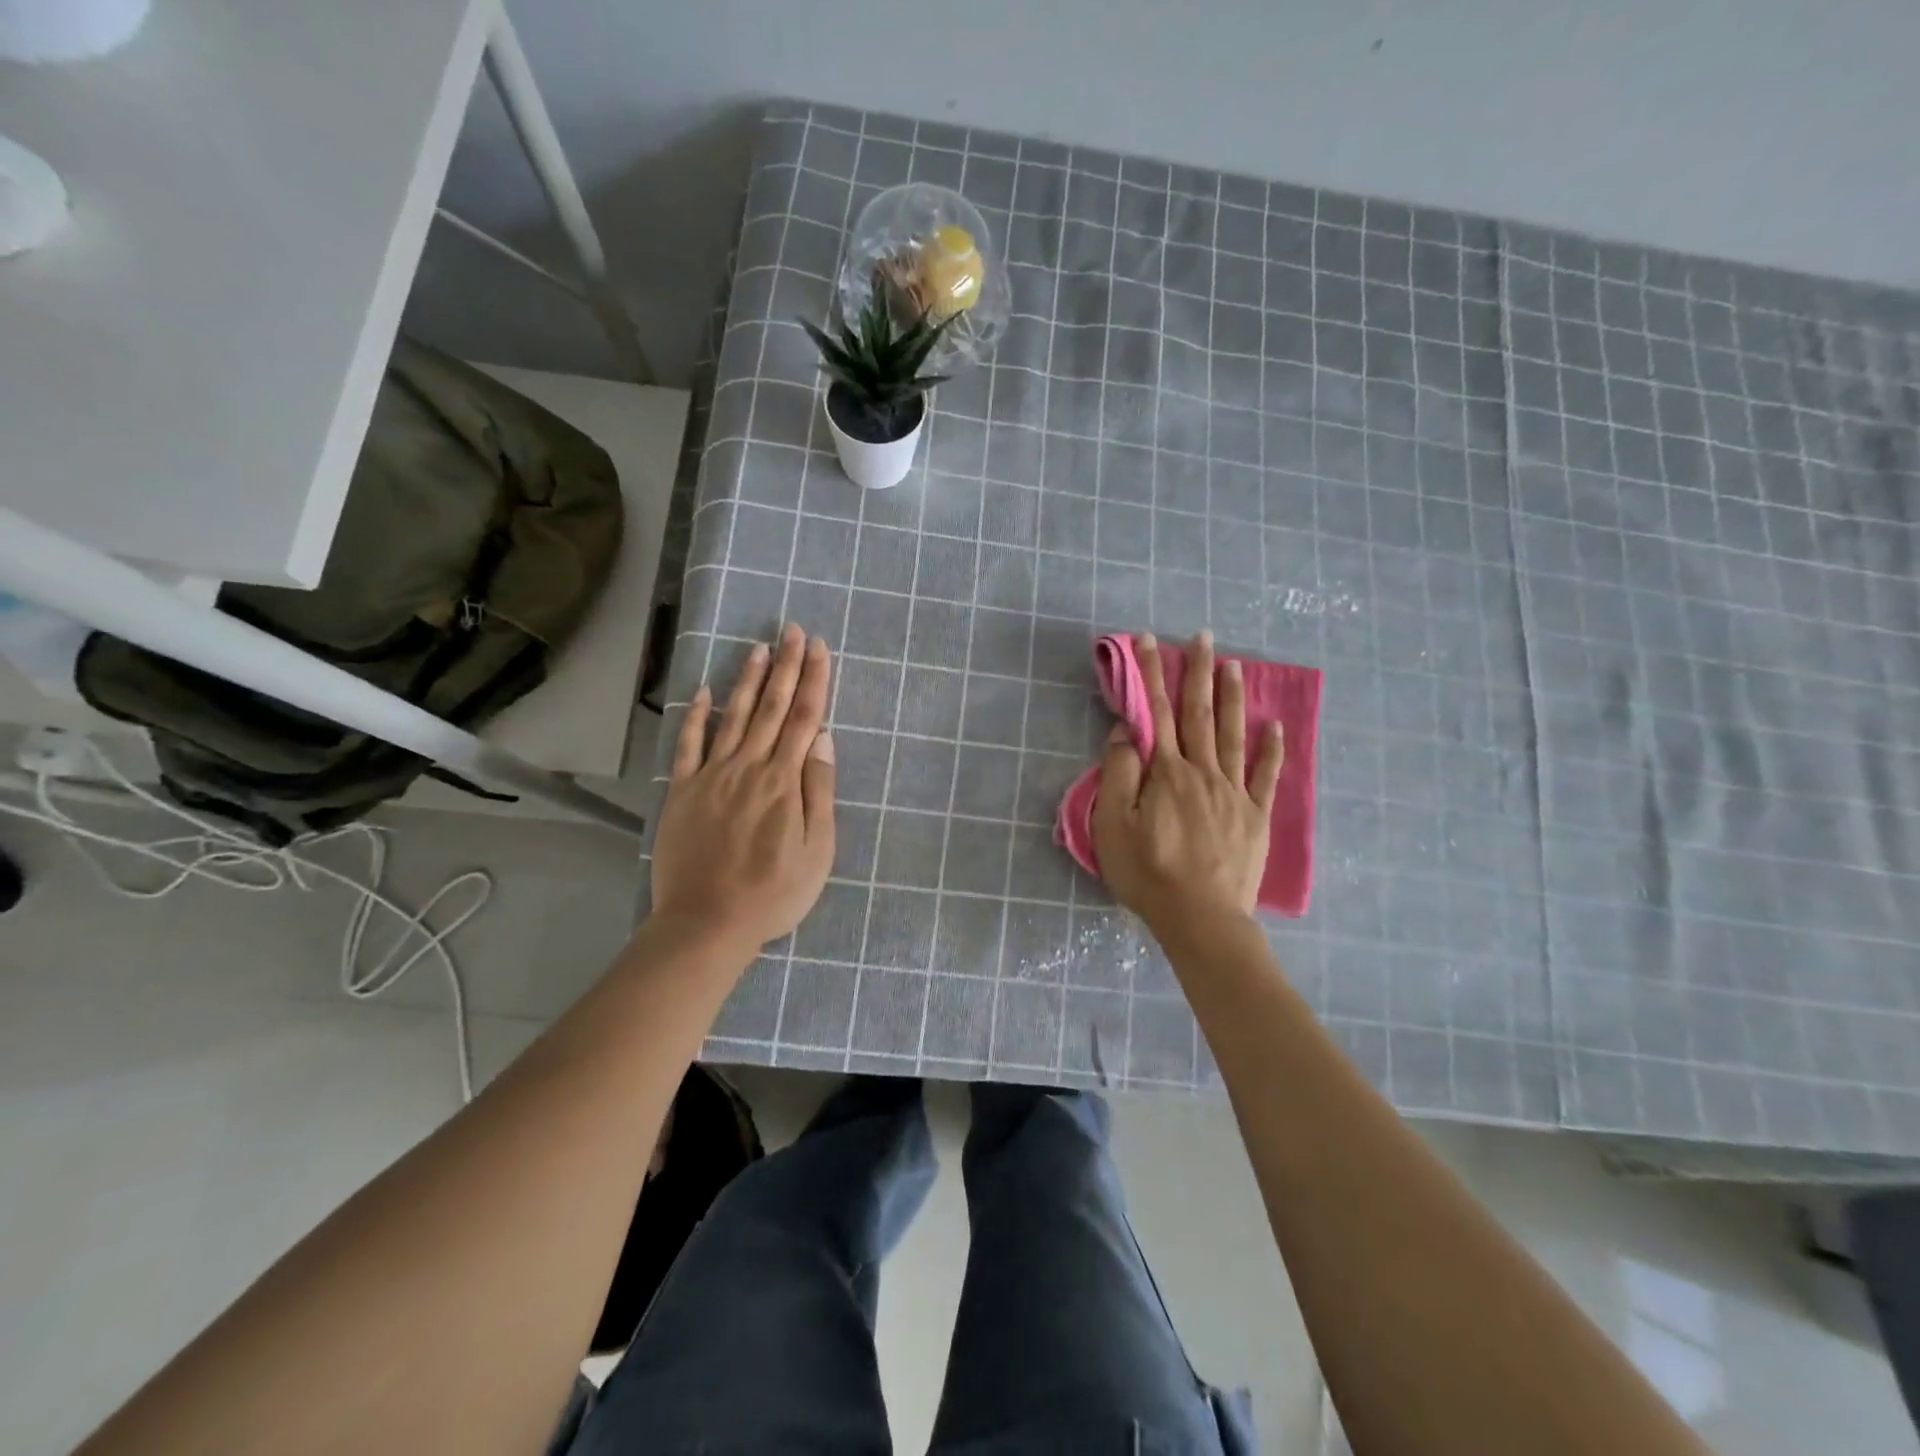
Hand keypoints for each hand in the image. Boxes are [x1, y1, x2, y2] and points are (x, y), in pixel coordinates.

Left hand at [650, 624, 835, 951]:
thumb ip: (819, 792)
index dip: (814, 681)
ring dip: (748, 680)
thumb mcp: (817, 851)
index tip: (820, 648)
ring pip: (734, 717)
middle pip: (772, 708)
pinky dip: (698, 717)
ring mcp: (712, 776)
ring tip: (759, 648)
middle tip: (793, 630)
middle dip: (786, 666)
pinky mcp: (684, 792)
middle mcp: (749, 767)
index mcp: (784, 781)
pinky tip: (706, 692)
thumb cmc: (773, 893)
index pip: (805, 719)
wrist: (707, 923)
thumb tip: (824, 741)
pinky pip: (690, 746)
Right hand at [1092, 631, 1283, 936]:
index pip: (1154, 712)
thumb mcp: (1112, 824)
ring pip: (1233, 734)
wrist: (1201, 918)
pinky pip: (1265, 775)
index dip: (1150, 673)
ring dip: (1231, 697)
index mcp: (1166, 772)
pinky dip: (1271, 749)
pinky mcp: (1255, 816)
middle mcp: (1202, 771)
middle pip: (1198, 713)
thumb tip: (1127, 731)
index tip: (1147, 640)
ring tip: (1233, 664)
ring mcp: (1233, 792)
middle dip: (1197, 671)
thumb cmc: (1147, 872)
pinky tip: (1274, 726)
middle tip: (1202, 635)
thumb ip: (1119, 773)